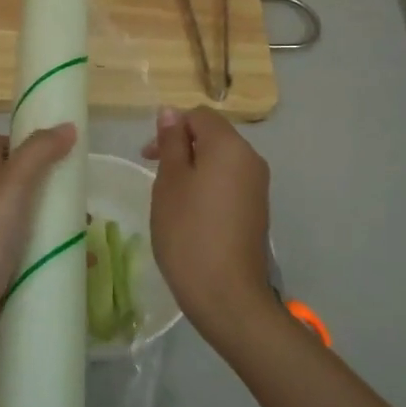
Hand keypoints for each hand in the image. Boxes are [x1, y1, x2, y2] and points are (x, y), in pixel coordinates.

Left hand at [0, 124, 77, 347]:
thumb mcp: (12, 185)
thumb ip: (39, 152)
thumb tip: (67, 126)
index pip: (6, 143)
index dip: (34, 144)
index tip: (66, 155)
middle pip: (20, 181)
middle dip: (53, 189)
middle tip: (81, 201)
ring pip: (27, 217)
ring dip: (56, 222)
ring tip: (86, 232)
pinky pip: (26, 249)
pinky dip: (50, 250)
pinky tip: (77, 261)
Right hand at [143, 107, 272, 343]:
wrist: (227, 294)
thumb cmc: (189, 231)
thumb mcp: (170, 182)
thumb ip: (172, 143)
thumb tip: (171, 112)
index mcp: (230, 146)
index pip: (200, 115)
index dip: (171, 127)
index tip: (148, 155)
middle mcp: (251, 159)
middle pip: (213, 136)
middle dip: (181, 147)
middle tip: (154, 174)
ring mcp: (257, 186)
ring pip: (220, 161)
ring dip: (193, 168)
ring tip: (169, 197)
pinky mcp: (256, 210)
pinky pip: (229, 183)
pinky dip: (207, 187)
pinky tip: (190, 214)